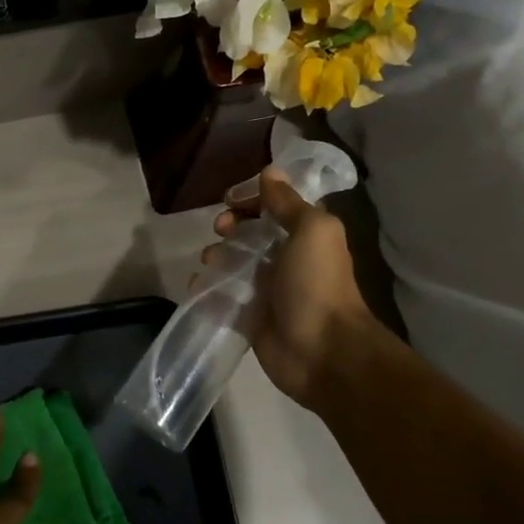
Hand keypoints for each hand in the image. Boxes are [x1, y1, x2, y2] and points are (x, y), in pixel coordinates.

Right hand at [212, 167, 376, 407]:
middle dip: (231, 226)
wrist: (324, 352)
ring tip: (211, 261)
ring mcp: (268, 289)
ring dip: (217, 256)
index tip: (230, 199)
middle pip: (251, 232)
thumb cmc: (318, 283)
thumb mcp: (311, 230)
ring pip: (234, 263)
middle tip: (221, 229)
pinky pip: (223, 296)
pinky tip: (199, 286)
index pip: (275, 205)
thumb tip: (270, 171)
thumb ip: (287, 202)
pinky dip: (208, 289)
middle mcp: (287, 258)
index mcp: (306, 234)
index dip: (252, 197)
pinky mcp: (251, 316)